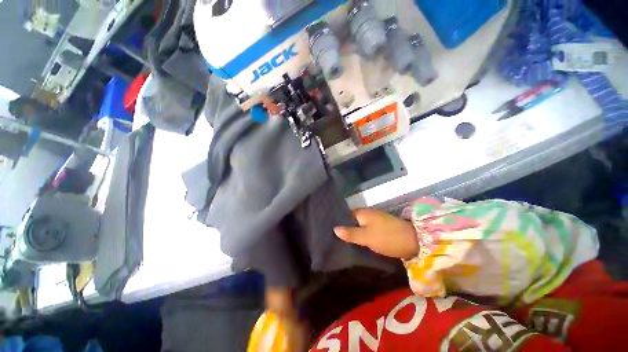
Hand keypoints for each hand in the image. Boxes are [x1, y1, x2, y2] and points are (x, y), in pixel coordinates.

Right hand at [334, 209, 418, 259]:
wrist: (414, 241)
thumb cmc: (387, 237)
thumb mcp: (366, 237)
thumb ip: (350, 233)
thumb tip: (334, 229)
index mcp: (363, 212)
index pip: (346, 215)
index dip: (339, 221)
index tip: (331, 230)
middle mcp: (369, 214)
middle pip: (353, 220)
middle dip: (346, 228)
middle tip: (336, 238)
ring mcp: (377, 220)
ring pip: (361, 225)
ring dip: (354, 232)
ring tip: (344, 241)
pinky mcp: (382, 227)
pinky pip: (368, 229)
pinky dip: (363, 234)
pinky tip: (359, 242)